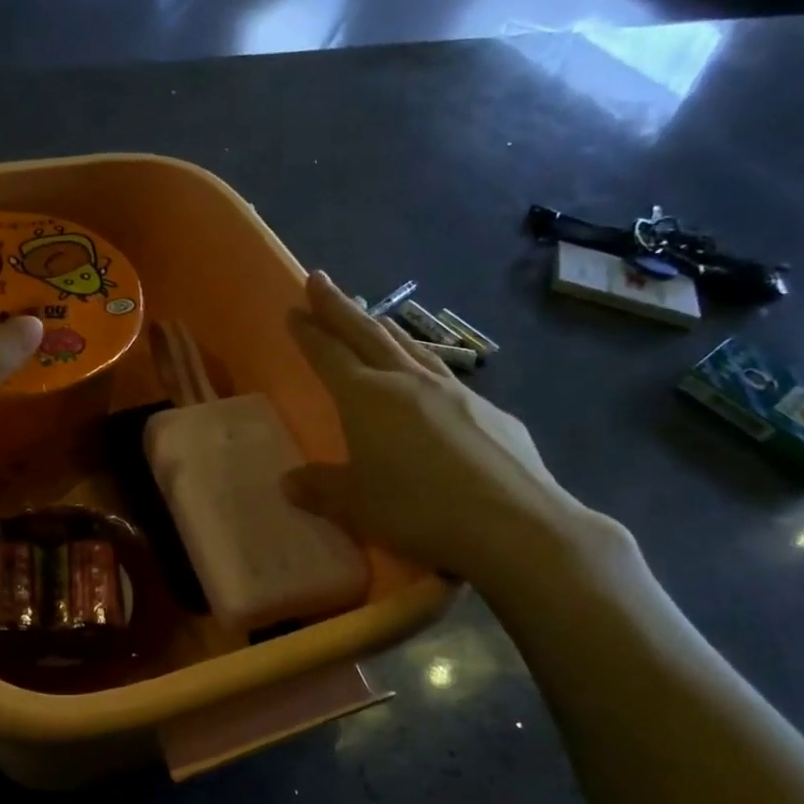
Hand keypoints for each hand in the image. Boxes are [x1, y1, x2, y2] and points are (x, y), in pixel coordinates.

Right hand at [284, 272, 611, 593]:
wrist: (515, 524)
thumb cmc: (420, 510)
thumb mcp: (358, 505)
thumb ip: (322, 489)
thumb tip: (288, 482)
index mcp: (368, 398)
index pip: (329, 354)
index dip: (309, 332)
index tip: (294, 308)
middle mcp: (409, 382)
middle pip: (368, 334)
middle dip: (340, 307)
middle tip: (320, 280)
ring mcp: (455, 392)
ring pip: (411, 348)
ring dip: (385, 330)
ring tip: (373, 319)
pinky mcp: (491, 412)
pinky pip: (446, 379)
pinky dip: (426, 369)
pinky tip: (430, 386)